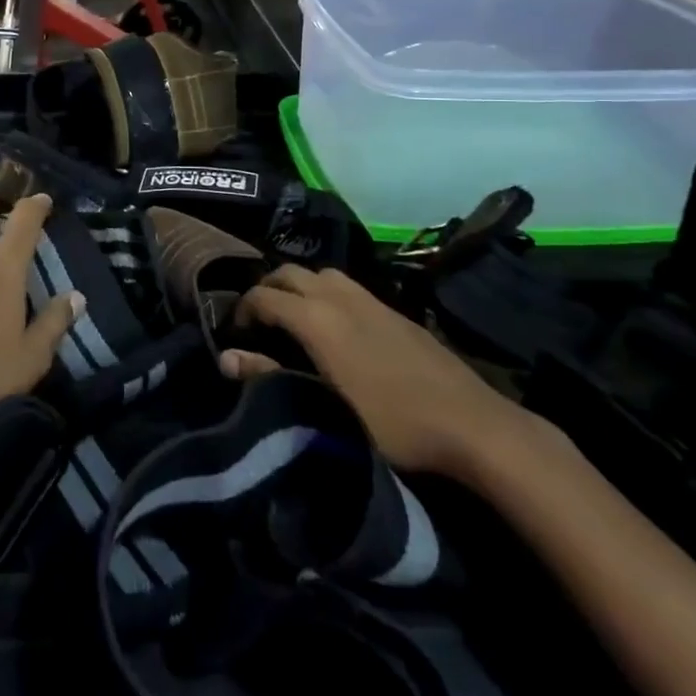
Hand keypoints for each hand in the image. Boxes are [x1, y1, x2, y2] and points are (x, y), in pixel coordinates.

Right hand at [222, 266, 525, 479]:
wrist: (472, 423)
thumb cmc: (392, 422)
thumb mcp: (324, 406)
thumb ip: (270, 376)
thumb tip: (224, 357)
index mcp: (317, 317)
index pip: (263, 295)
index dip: (242, 309)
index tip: (235, 332)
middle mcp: (338, 296)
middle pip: (289, 272)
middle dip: (267, 289)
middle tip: (260, 320)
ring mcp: (369, 298)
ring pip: (320, 273)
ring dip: (299, 286)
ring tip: (295, 316)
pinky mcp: (393, 309)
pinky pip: (346, 284)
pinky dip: (325, 292)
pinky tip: (336, 323)